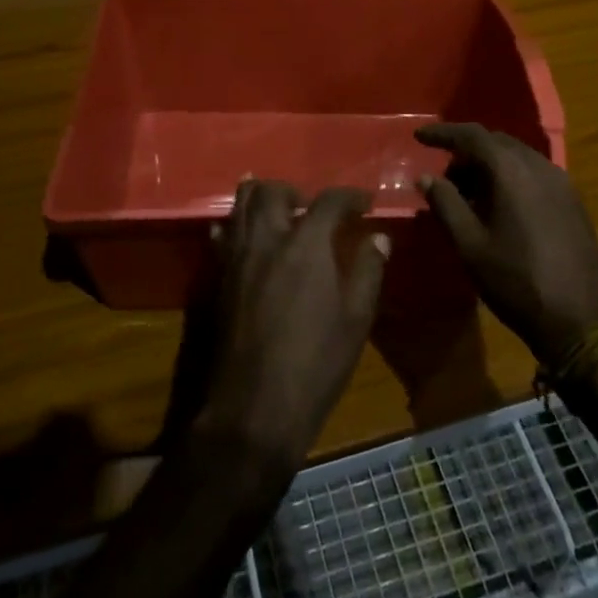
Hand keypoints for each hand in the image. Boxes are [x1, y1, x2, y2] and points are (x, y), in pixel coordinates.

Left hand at [197, 180, 388, 479]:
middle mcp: (267, 238)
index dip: (350, 197)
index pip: (329, 201)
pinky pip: (224, 234)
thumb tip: (378, 238)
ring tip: (280, 210)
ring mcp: (238, 256)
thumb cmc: (315, 363)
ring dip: (262, 197)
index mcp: (306, 243)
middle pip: (273, 191)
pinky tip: (249, 236)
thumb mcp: (355, 318)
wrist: (255, 406)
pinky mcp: (220, 276)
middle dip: (296, 190)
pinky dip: (237, 225)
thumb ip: (368, 270)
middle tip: (312, 207)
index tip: (364, 203)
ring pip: (241, 205)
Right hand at [416, 123, 597, 364]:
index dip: (443, 133)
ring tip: (468, 196)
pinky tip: (500, 207)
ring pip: (517, 157)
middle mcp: (540, 166)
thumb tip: (426, 177)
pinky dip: (511, 178)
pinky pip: (535, 174)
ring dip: (489, 166)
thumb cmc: (518, 283)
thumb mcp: (471, 246)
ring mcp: (562, 183)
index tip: (419, 136)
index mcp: (512, 172)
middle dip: (466, 152)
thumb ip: (446, 205)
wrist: (584, 323)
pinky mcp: (574, 202)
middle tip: (443, 178)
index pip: (473, 135)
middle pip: (497, 142)